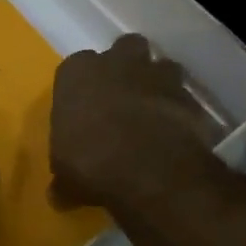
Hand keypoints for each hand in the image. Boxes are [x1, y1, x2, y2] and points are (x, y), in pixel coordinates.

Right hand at [50, 34, 215, 209]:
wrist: (146, 166)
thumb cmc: (90, 161)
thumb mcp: (65, 176)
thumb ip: (64, 179)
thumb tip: (59, 196)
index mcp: (76, 73)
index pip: (76, 67)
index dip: (83, 87)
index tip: (85, 108)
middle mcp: (116, 62)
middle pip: (124, 49)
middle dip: (126, 66)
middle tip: (123, 96)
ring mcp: (156, 74)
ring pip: (160, 65)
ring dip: (158, 83)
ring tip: (154, 111)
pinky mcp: (187, 95)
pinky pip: (184, 96)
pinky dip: (181, 110)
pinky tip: (177, 132)